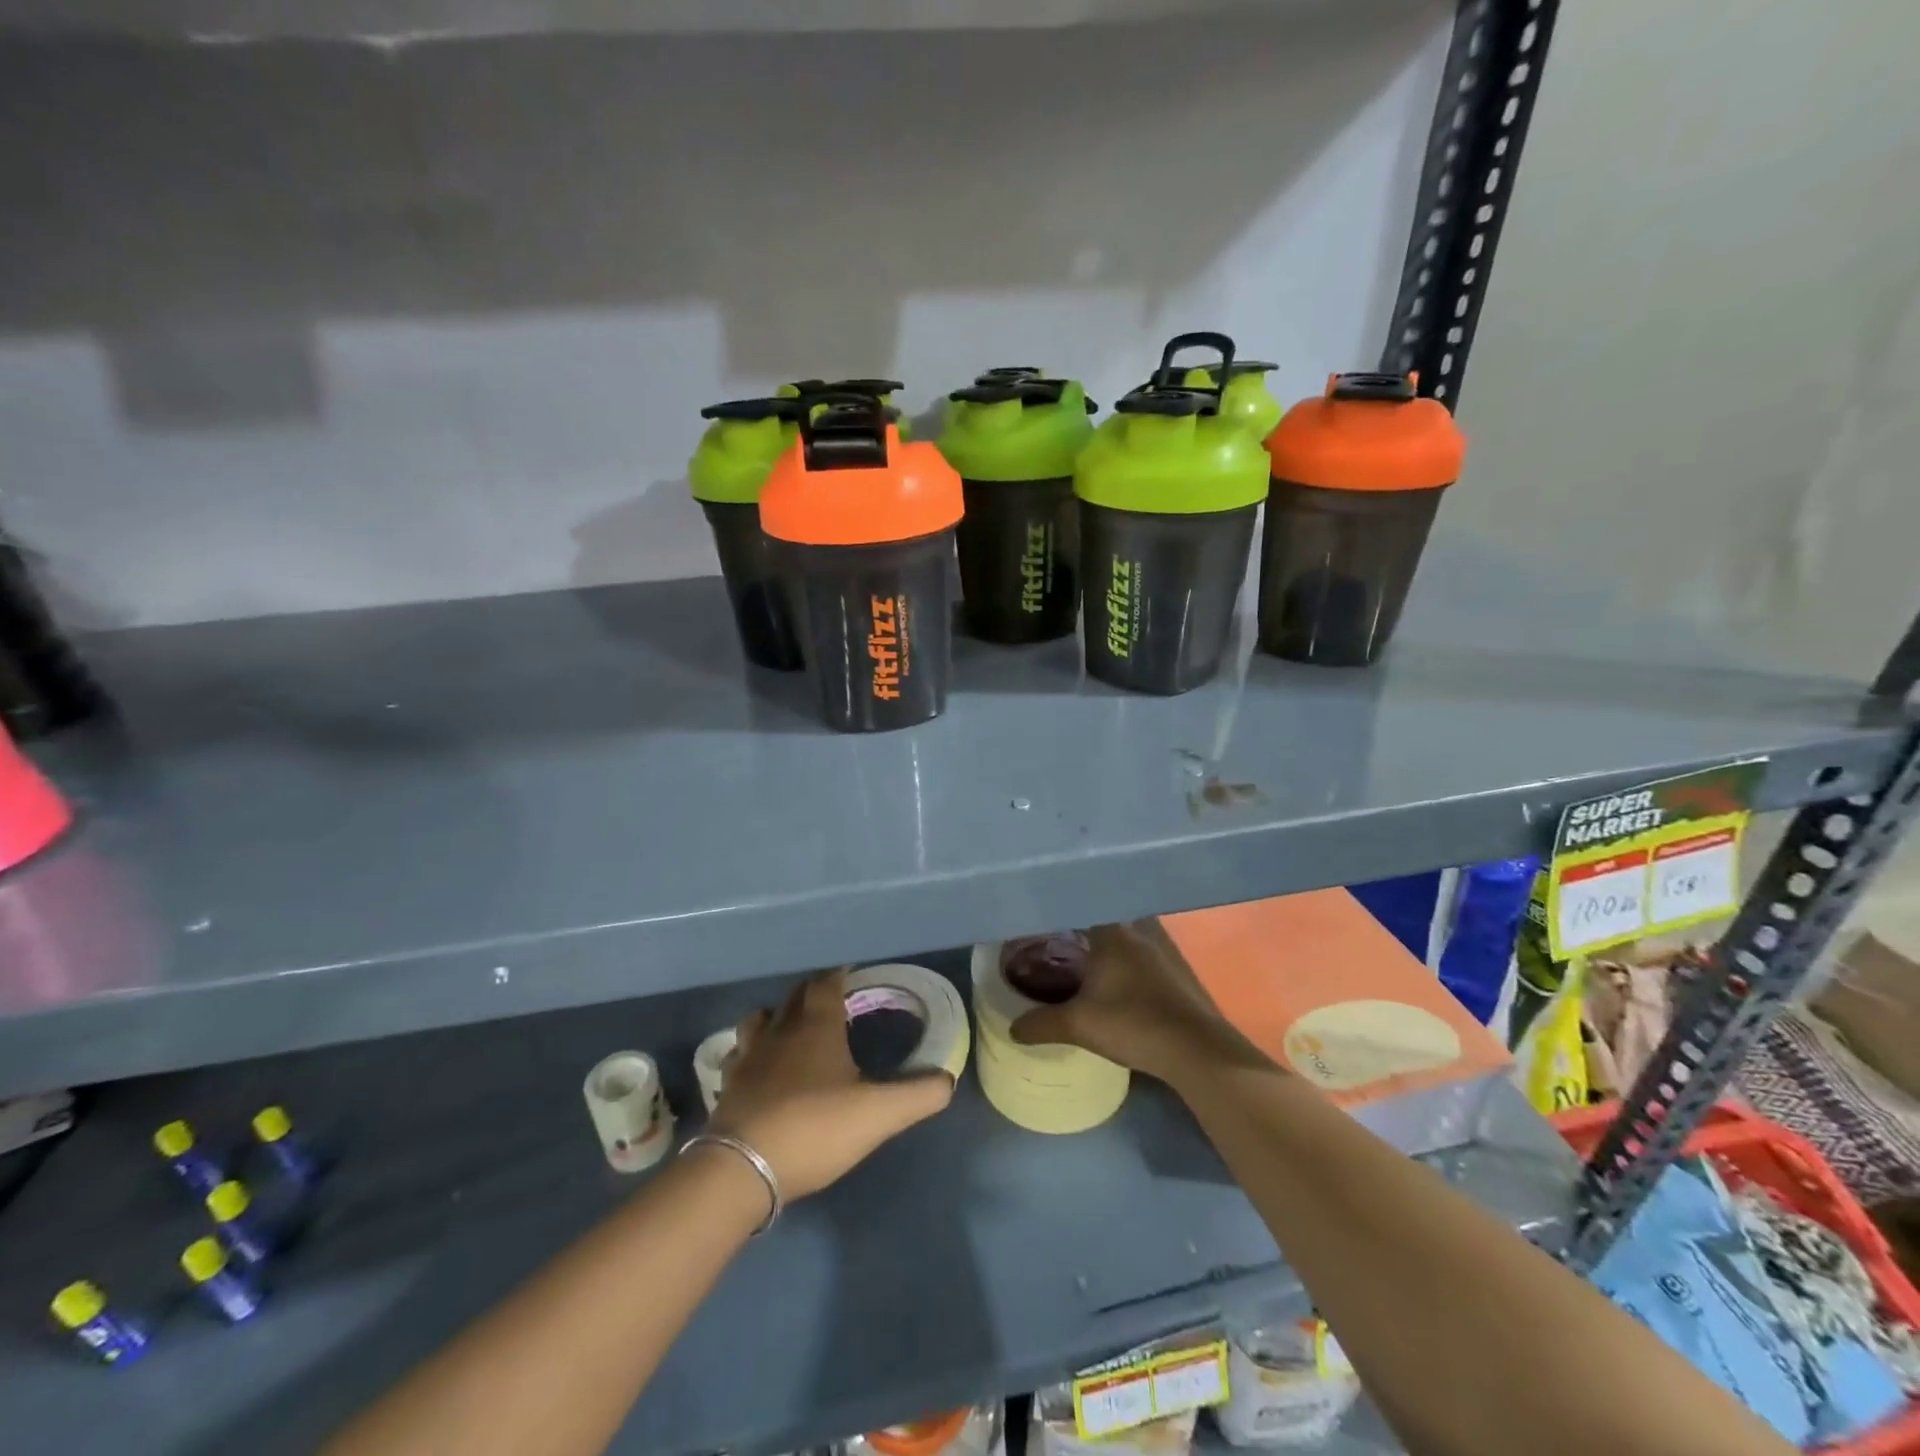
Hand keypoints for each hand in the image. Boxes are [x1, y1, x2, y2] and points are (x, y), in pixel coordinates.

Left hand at [708, 969, 953, 1200]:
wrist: (742, 1169)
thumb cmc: (814, 1128)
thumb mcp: (878, 1115)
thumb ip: (918, 1095)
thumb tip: (947, 1079)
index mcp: (816, 1025)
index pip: (827, 982)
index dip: (840, 974)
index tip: (853, 973)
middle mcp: (780, 1029)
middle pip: (796, 995)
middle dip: (814, 992)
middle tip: (834, 1000)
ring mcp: (748, 1056)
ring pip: (760, 1019)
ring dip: (778, 1017)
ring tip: (793, 1030)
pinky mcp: (728, 1085)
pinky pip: (739, 1055)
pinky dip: (751, 1053)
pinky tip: (760, 1069)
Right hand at [1009, 921, 1260, 1085]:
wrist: (1197, 1051)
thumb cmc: (1132, 1023)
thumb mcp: (1078, 1025)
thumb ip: (1042, 1024)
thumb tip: (1012, 1029)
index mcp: (1112, 932)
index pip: (1081, 906)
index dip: (1060, 910)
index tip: (1041, 917)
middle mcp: (1138, 931)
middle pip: (1103, 920)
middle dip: (1081, 928)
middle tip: (1055, 940)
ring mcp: (1162, 951)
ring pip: (1125, 938)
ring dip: (1106, 946)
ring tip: (1082, 961)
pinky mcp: (1177, 972)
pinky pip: (1141, 956)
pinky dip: (1125, 963)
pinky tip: (1115, 984)